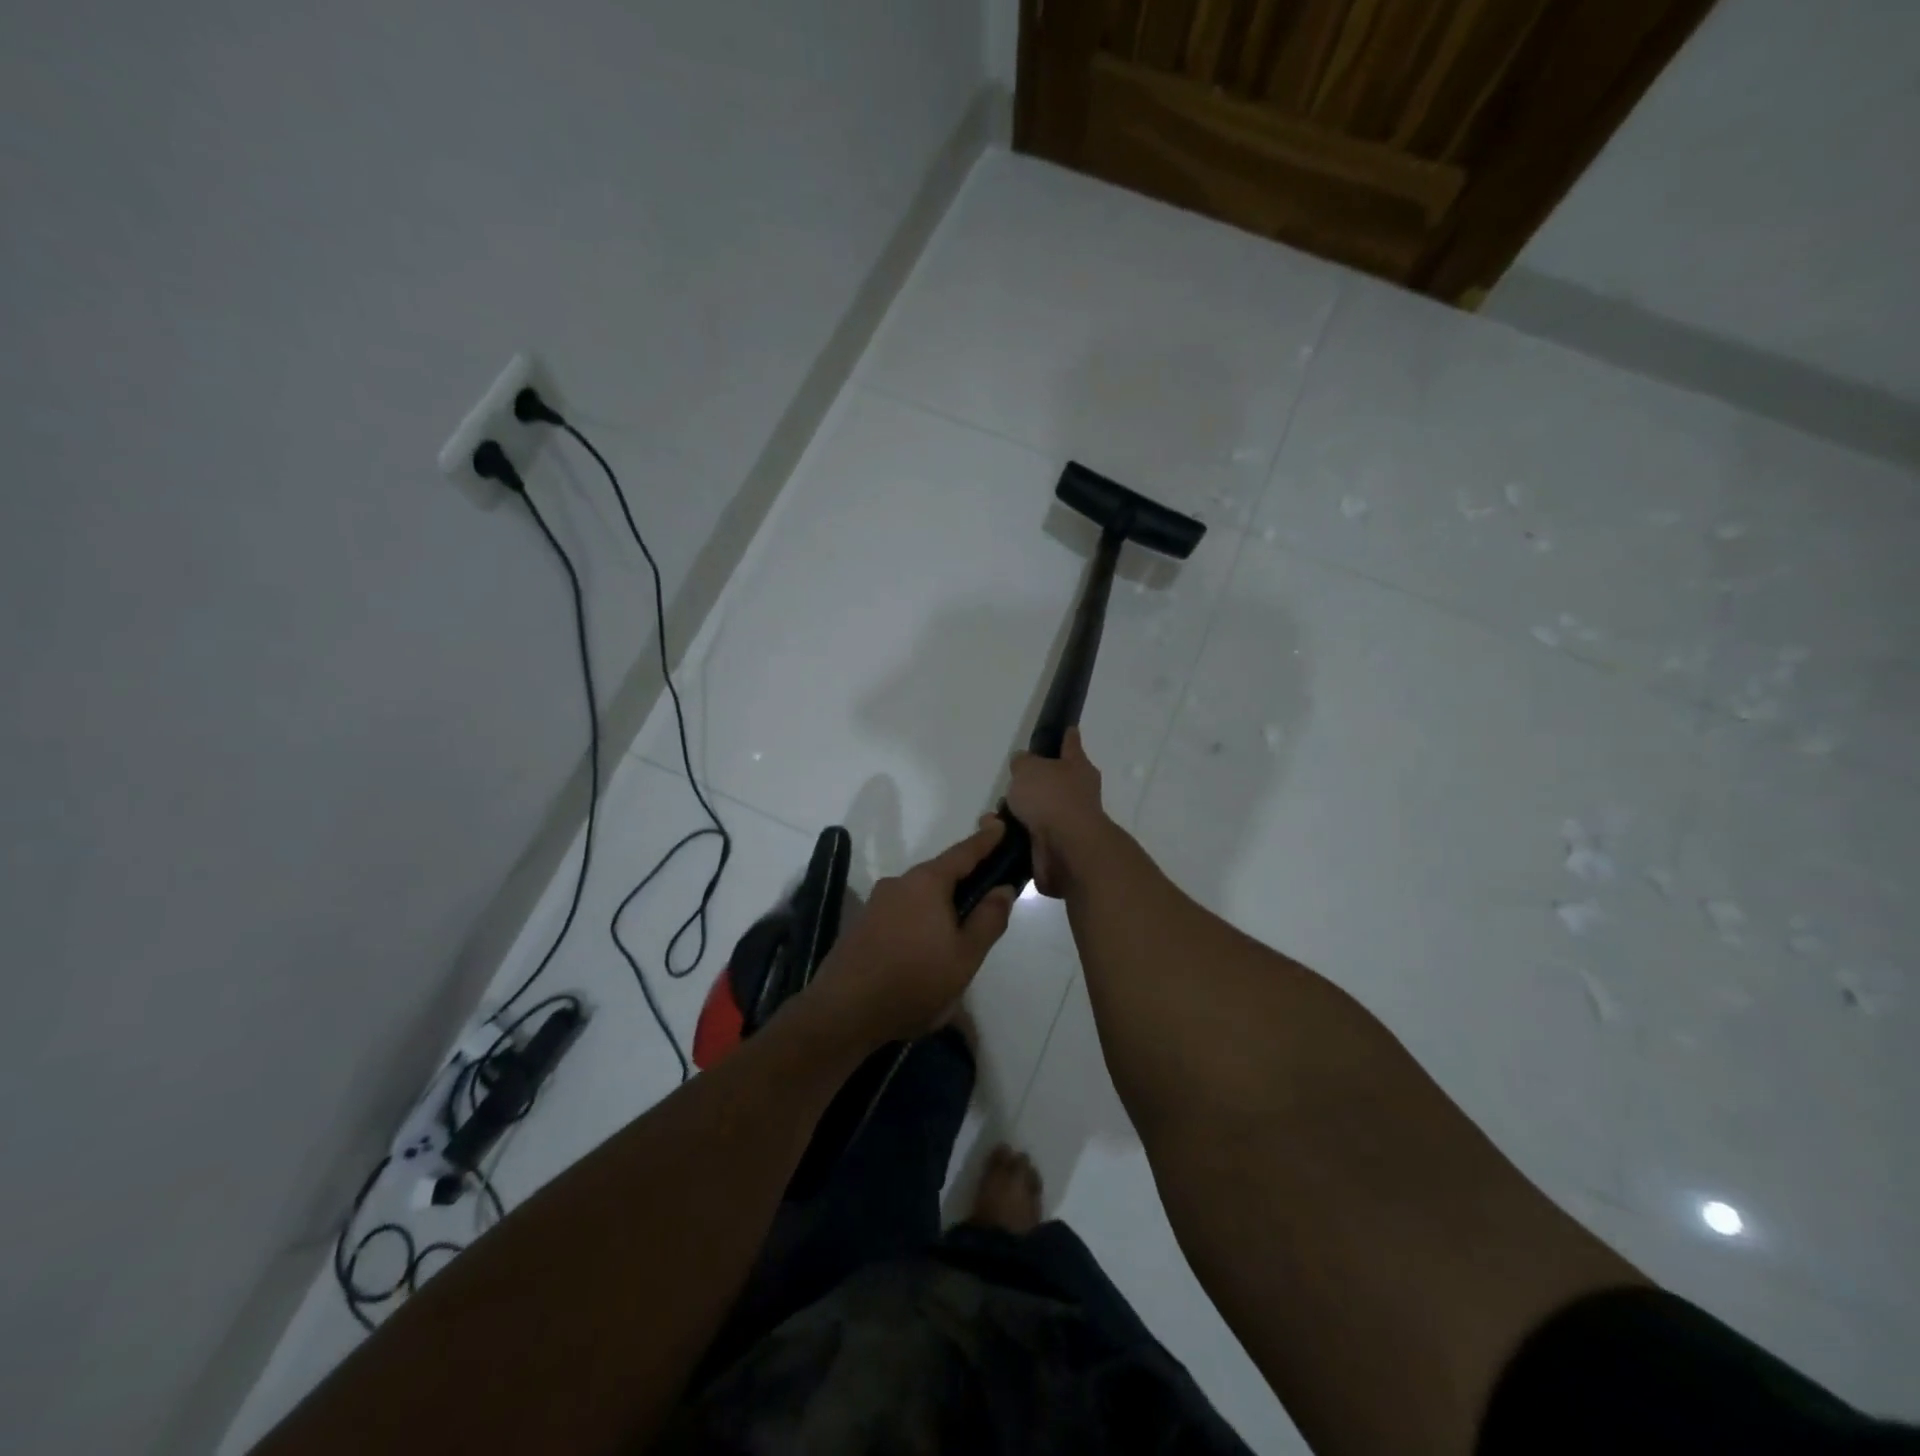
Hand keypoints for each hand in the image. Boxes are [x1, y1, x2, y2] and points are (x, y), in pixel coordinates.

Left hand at [807, 820, 1016, 1043]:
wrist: (843, 1011)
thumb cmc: (914, 981)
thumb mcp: (965, 956)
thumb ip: (988, 919)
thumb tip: (1003, 888)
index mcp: (927, 882)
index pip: (963, 853)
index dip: (985, 841)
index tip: (1000, 825)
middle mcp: (899, 882)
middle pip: (940, 875)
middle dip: (964, 883)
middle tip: (986, 903)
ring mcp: (876, 903)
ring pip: (920, 897)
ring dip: (940, 909)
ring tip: (956, 940)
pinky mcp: (862, 924)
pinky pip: (902, 913)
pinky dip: (920, 922)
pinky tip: (924, 952)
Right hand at [1005, 727, 1112, 897]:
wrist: (1066, 849)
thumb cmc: (1052, 798)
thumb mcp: (1029, 768)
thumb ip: (1023, 762)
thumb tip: (1024, 763)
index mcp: (1077, 767)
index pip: (1071, 744)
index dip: (1067, 736)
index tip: (1068, 728)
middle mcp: (1076, 793)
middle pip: (1051, 782)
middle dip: (1029, 784)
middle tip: (1009, 785)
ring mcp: (1066, 822)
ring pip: (1035, 811)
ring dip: (1014, 813)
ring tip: (992, 817)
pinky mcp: (1054, 848)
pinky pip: (1026, 836)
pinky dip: (1010, 835)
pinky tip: (994, 835)